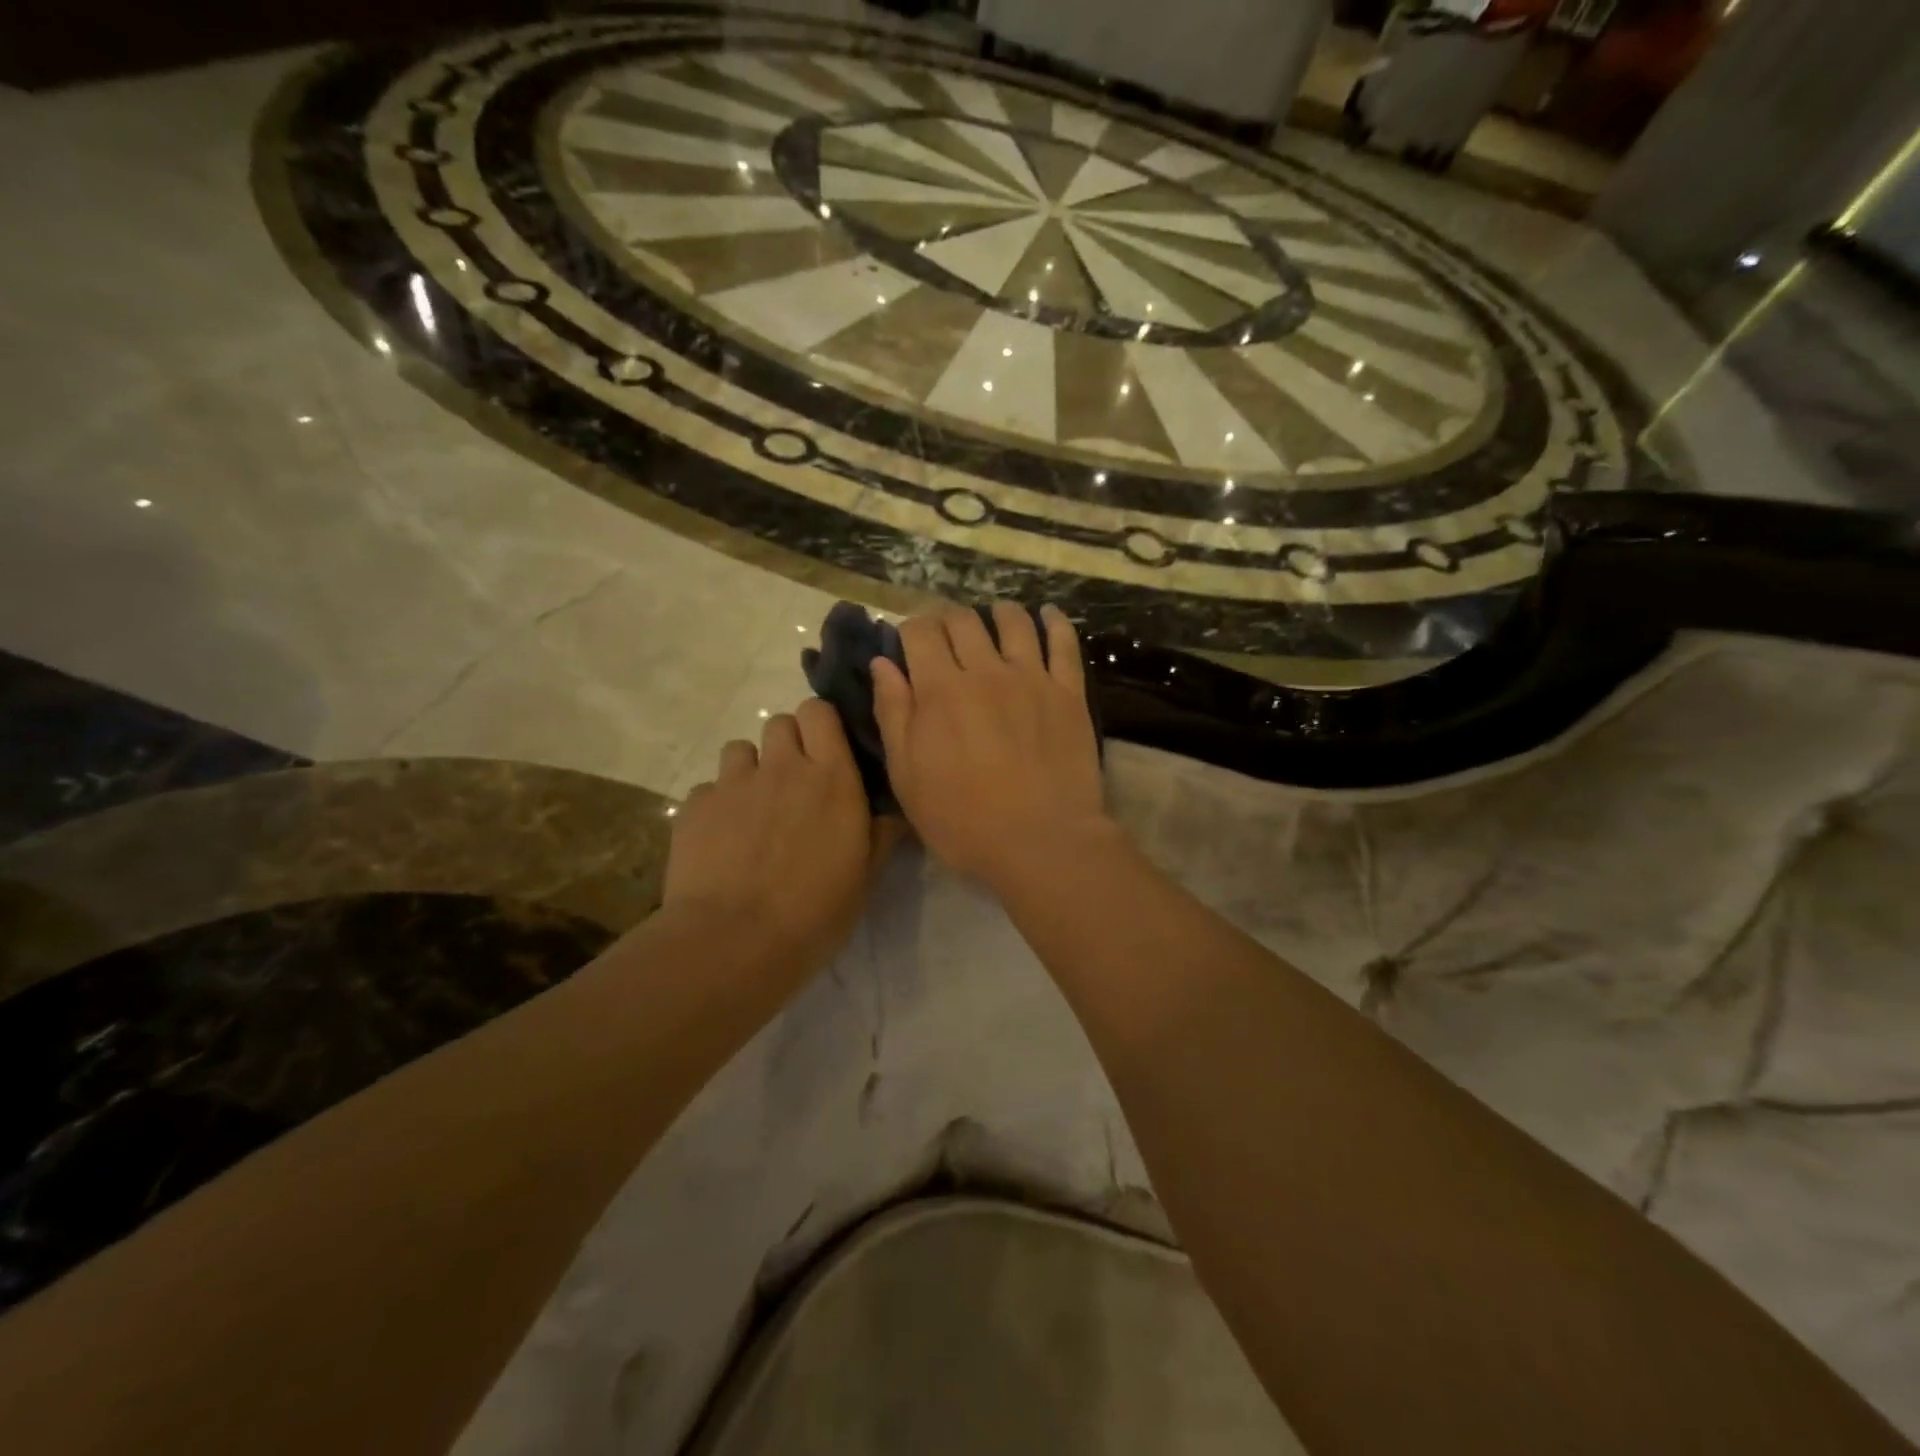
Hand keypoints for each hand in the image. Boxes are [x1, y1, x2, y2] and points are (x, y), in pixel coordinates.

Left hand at [664, 698, 893, 982]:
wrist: (734, 942)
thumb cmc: (815, 912)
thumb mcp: (865, 877)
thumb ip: (881, 833)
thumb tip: (894, 811)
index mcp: (831, 777)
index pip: (819, 712)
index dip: (821, 724)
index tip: (827, 751)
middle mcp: (782, 767)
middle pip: (780, 722)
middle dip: (788, 743)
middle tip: (793, 783)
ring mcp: (734, 784)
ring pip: (740, 749)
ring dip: (750, 769)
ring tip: (753, 808)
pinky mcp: (696, 806)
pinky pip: (709, 788)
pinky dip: (718, 805)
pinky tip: (721, 840)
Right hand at [872, 604, 1108, 889]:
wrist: (1040, 842)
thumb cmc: (963, 820)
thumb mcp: (908, 776)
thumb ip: (893, 714)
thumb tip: (882, 663)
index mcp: (940, 690)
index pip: (920, 632)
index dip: (910, 629)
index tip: (909, 643)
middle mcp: (985, 671)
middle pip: (963, 620)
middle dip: (947, 619)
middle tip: (945, 635)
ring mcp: (1031, 678)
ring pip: (1013, 621)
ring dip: (997, 612)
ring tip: (993, 618)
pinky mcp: (1069, 692)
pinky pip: (1064, 642)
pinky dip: (1054, 622)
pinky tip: (1047, 615)